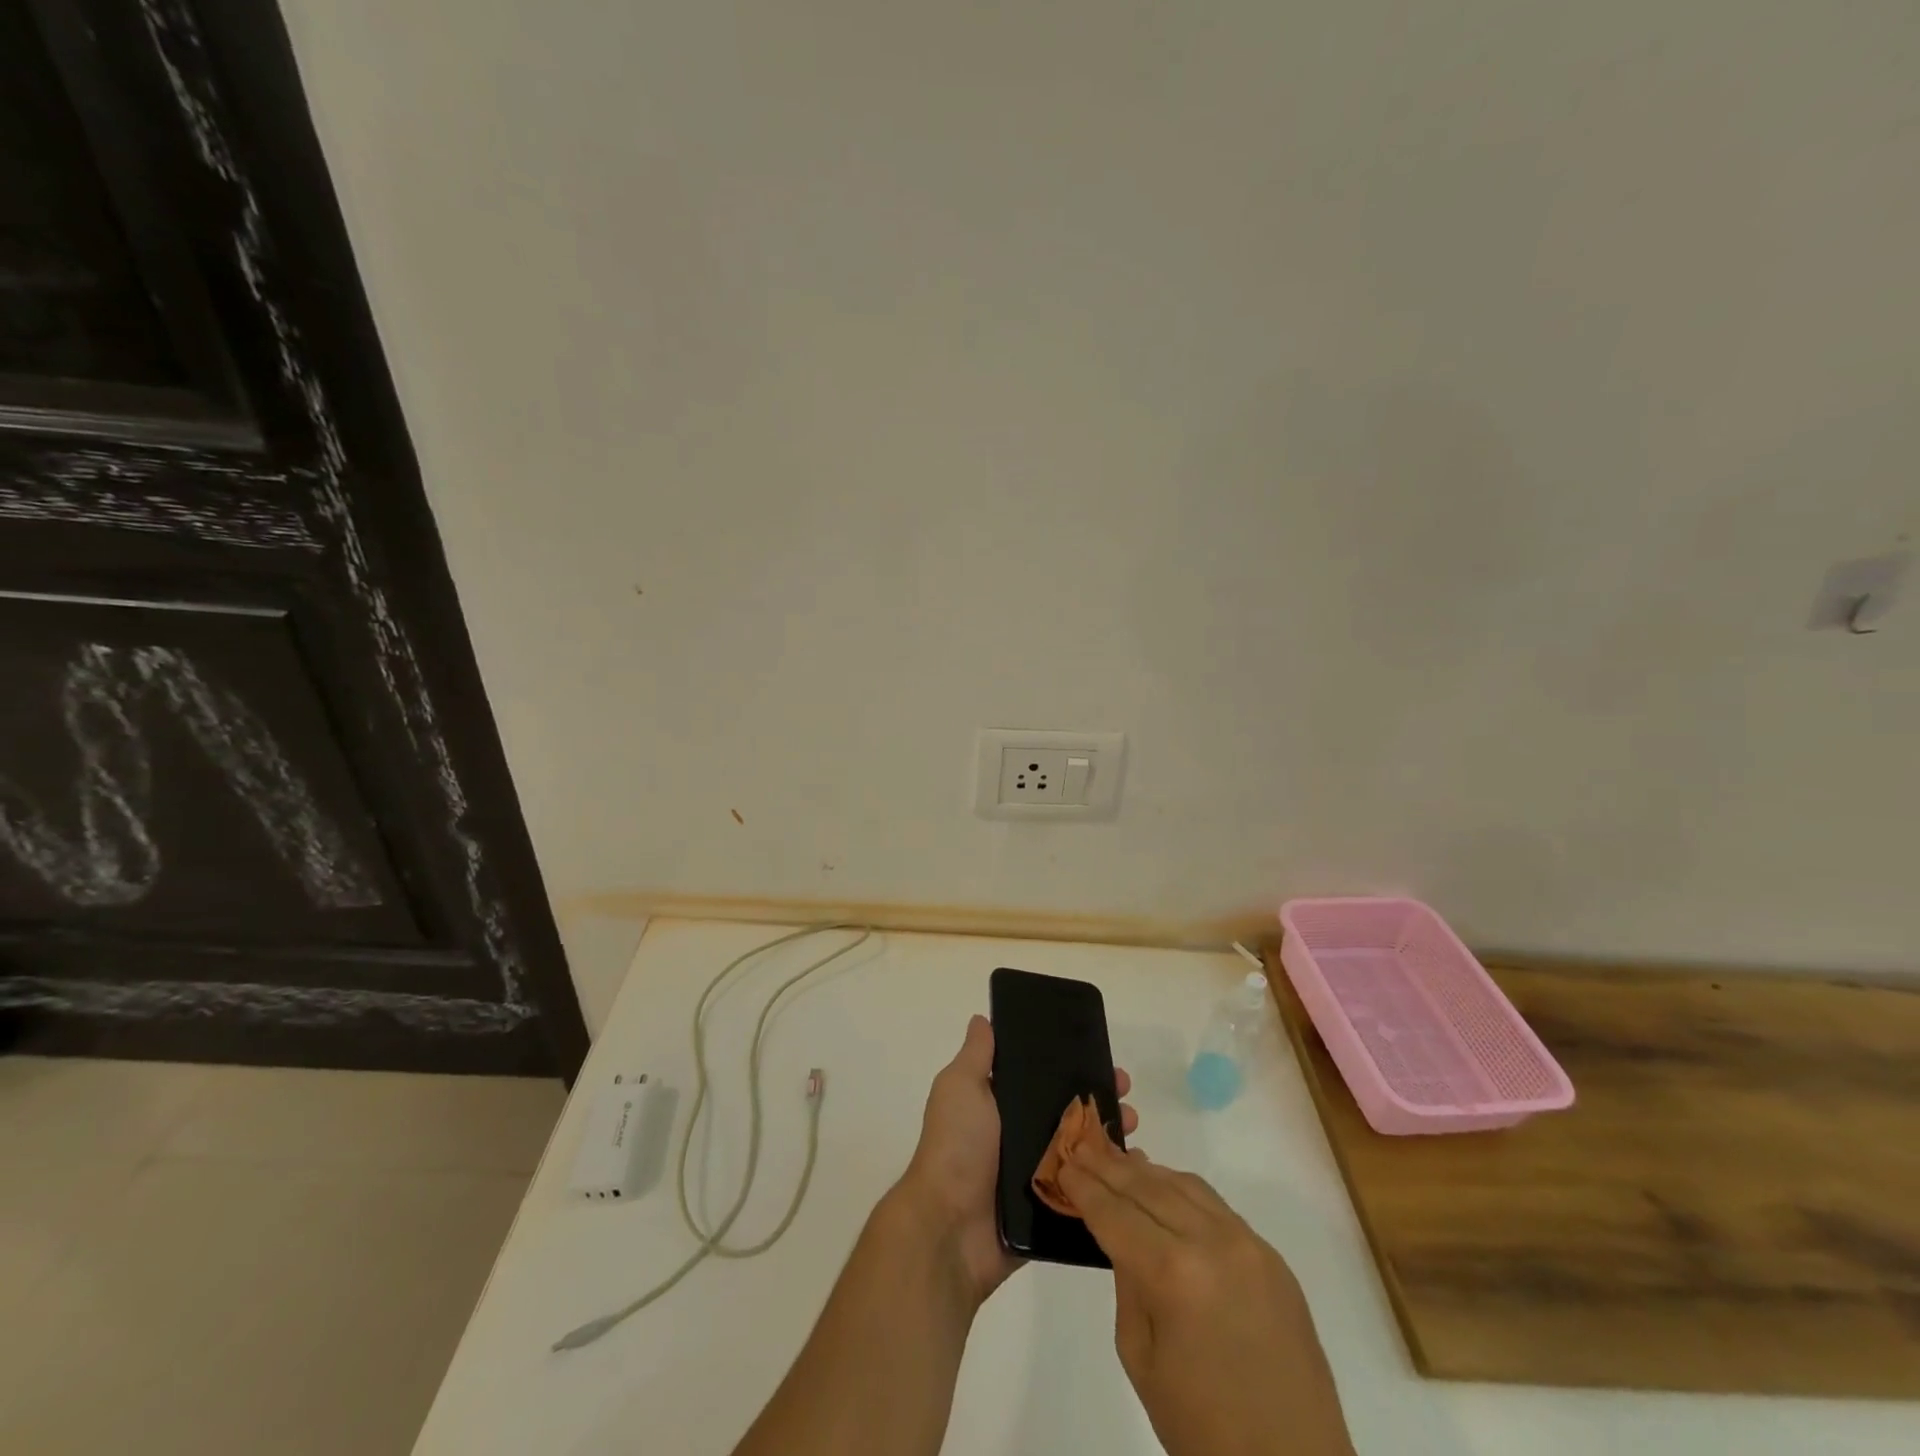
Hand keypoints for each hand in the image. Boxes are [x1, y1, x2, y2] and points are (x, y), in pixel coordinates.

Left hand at [893, 1014, 1136, 1306]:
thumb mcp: (960, 1088)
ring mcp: (1039, 1175)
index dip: (1072, 1065)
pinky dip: (1111, 1183)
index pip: (1045, 1079)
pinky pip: (1089, 1194)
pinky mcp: (1053, 1211)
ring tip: (1134, 1129)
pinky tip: (1137, 1172)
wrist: (950, 1227)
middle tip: (1126, 1093)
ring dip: (1111, 1138)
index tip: (1102, 1056)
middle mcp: (1022, 1137)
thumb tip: (982, 1019)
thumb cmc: (956, 1146)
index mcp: (1002, 1106)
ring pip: (1085, 1151)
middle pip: (1070, 1113)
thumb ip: (976, 1056)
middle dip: (1100, 1100)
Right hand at [1057, 1136, 1353, 1455]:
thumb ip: (1128, 1284)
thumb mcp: (1141, 1359)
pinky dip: (1183, 1190)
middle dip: (1110, 1167)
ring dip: (1147, 1172)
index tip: (1064, 1163)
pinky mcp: (1271, 1256)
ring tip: (1118, 1161)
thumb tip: (1123, 1236)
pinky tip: (1165, 1189)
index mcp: (1173, 1275)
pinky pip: (1216, 1206)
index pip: (1116, 1214)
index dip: (1085, 1187)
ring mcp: (1247, 1244)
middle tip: (1082, 1146)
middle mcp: (1212, 1243)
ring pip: (1184, 1185)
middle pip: (1148, 1188)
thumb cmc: (1203, 1429)